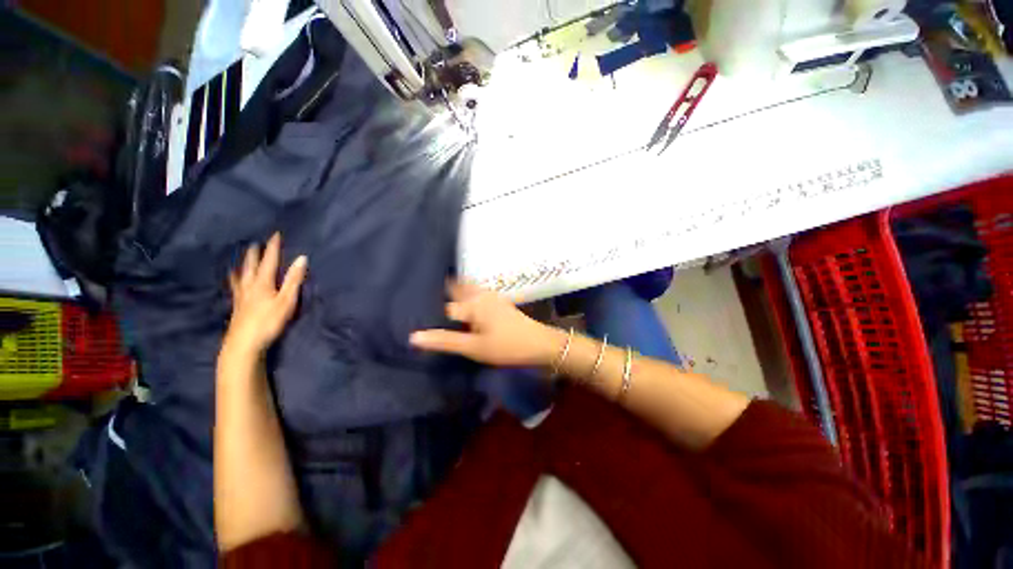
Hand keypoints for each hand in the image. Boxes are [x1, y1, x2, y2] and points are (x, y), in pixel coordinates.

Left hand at [223, 233, 307, 358]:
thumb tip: (302, 258)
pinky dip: (234, 281)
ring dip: (243, 265)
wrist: (244, 344)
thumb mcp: (286, 300)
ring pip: (241, 276)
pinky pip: (235, 288)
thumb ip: (294, 279)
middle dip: (255, 254)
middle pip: (252, 266)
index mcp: (263, 282)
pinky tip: (233, 282)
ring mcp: (241, 297)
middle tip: (255, 243)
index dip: (273, 247)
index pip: (269, 260)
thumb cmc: (268, 321)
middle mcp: (249, 286)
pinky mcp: (237, 307)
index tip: (275, 234)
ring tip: (241, 259)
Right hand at [409, 281, 563, 366]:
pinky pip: (477, 293)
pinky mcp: (498, 302)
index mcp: (472, 303)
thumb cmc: (506, 346)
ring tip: (440, 295)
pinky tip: (465, 303)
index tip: (412, 310)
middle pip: (456, 289)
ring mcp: (491, 296)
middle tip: (423, 295)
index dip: (429, 312)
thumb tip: (414, 336)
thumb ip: (445, 341)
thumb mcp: (474, 347)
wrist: (539, 344)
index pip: (444, 307)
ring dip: (455, 290)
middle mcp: (480, 295)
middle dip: (441, 290)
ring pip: (467, 289)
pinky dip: (467, 294)